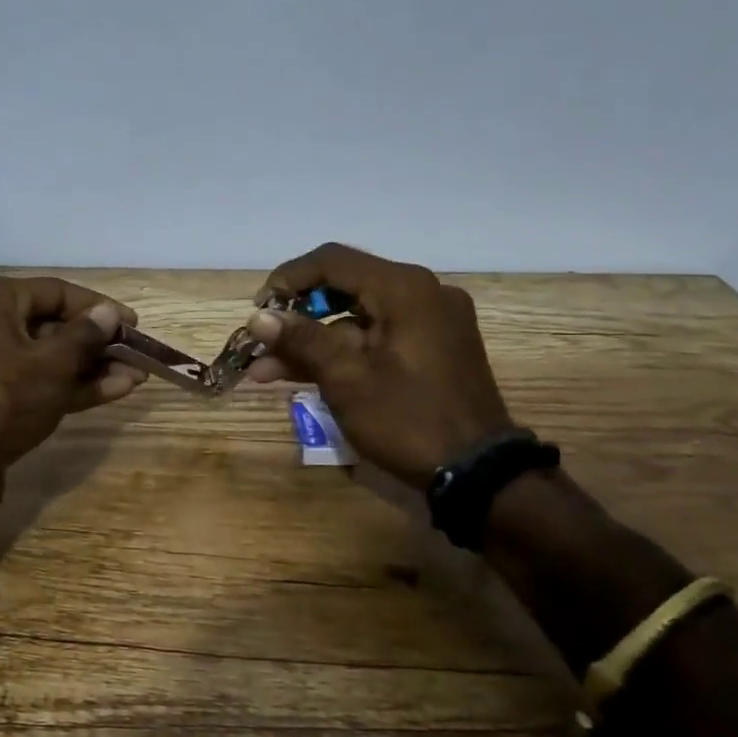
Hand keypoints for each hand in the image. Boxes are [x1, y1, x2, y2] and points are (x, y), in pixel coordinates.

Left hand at [0, 276, 144, 505]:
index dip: (99, 307)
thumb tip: (109, 312)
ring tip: (135, 375)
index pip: (56, 292)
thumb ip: (85, 335)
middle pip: (53, 325)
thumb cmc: (1, 402)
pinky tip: (114, 390)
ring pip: (48, 357)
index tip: (133, 325)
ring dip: (91, 366)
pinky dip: (72, 385)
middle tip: (136, 354)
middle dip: (98, 342)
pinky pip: (37, 382)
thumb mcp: (51, 365)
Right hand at [245, 243, 511, 487]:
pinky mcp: (434, 346)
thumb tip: (258, 317)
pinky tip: (304, 374)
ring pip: (357, 316)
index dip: (287, 280)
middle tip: (261, 342)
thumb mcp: (347, 379)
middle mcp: (422, 292)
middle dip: (296, 316)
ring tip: (266, 370)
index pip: (331, 261)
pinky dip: (343, 351)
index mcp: (405, 289)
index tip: (258, 311)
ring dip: (314, 340)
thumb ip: (301, 340)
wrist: (479, 474)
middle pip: (344, 286)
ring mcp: (432, 320)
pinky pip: (377, 335)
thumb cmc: (408, 420)